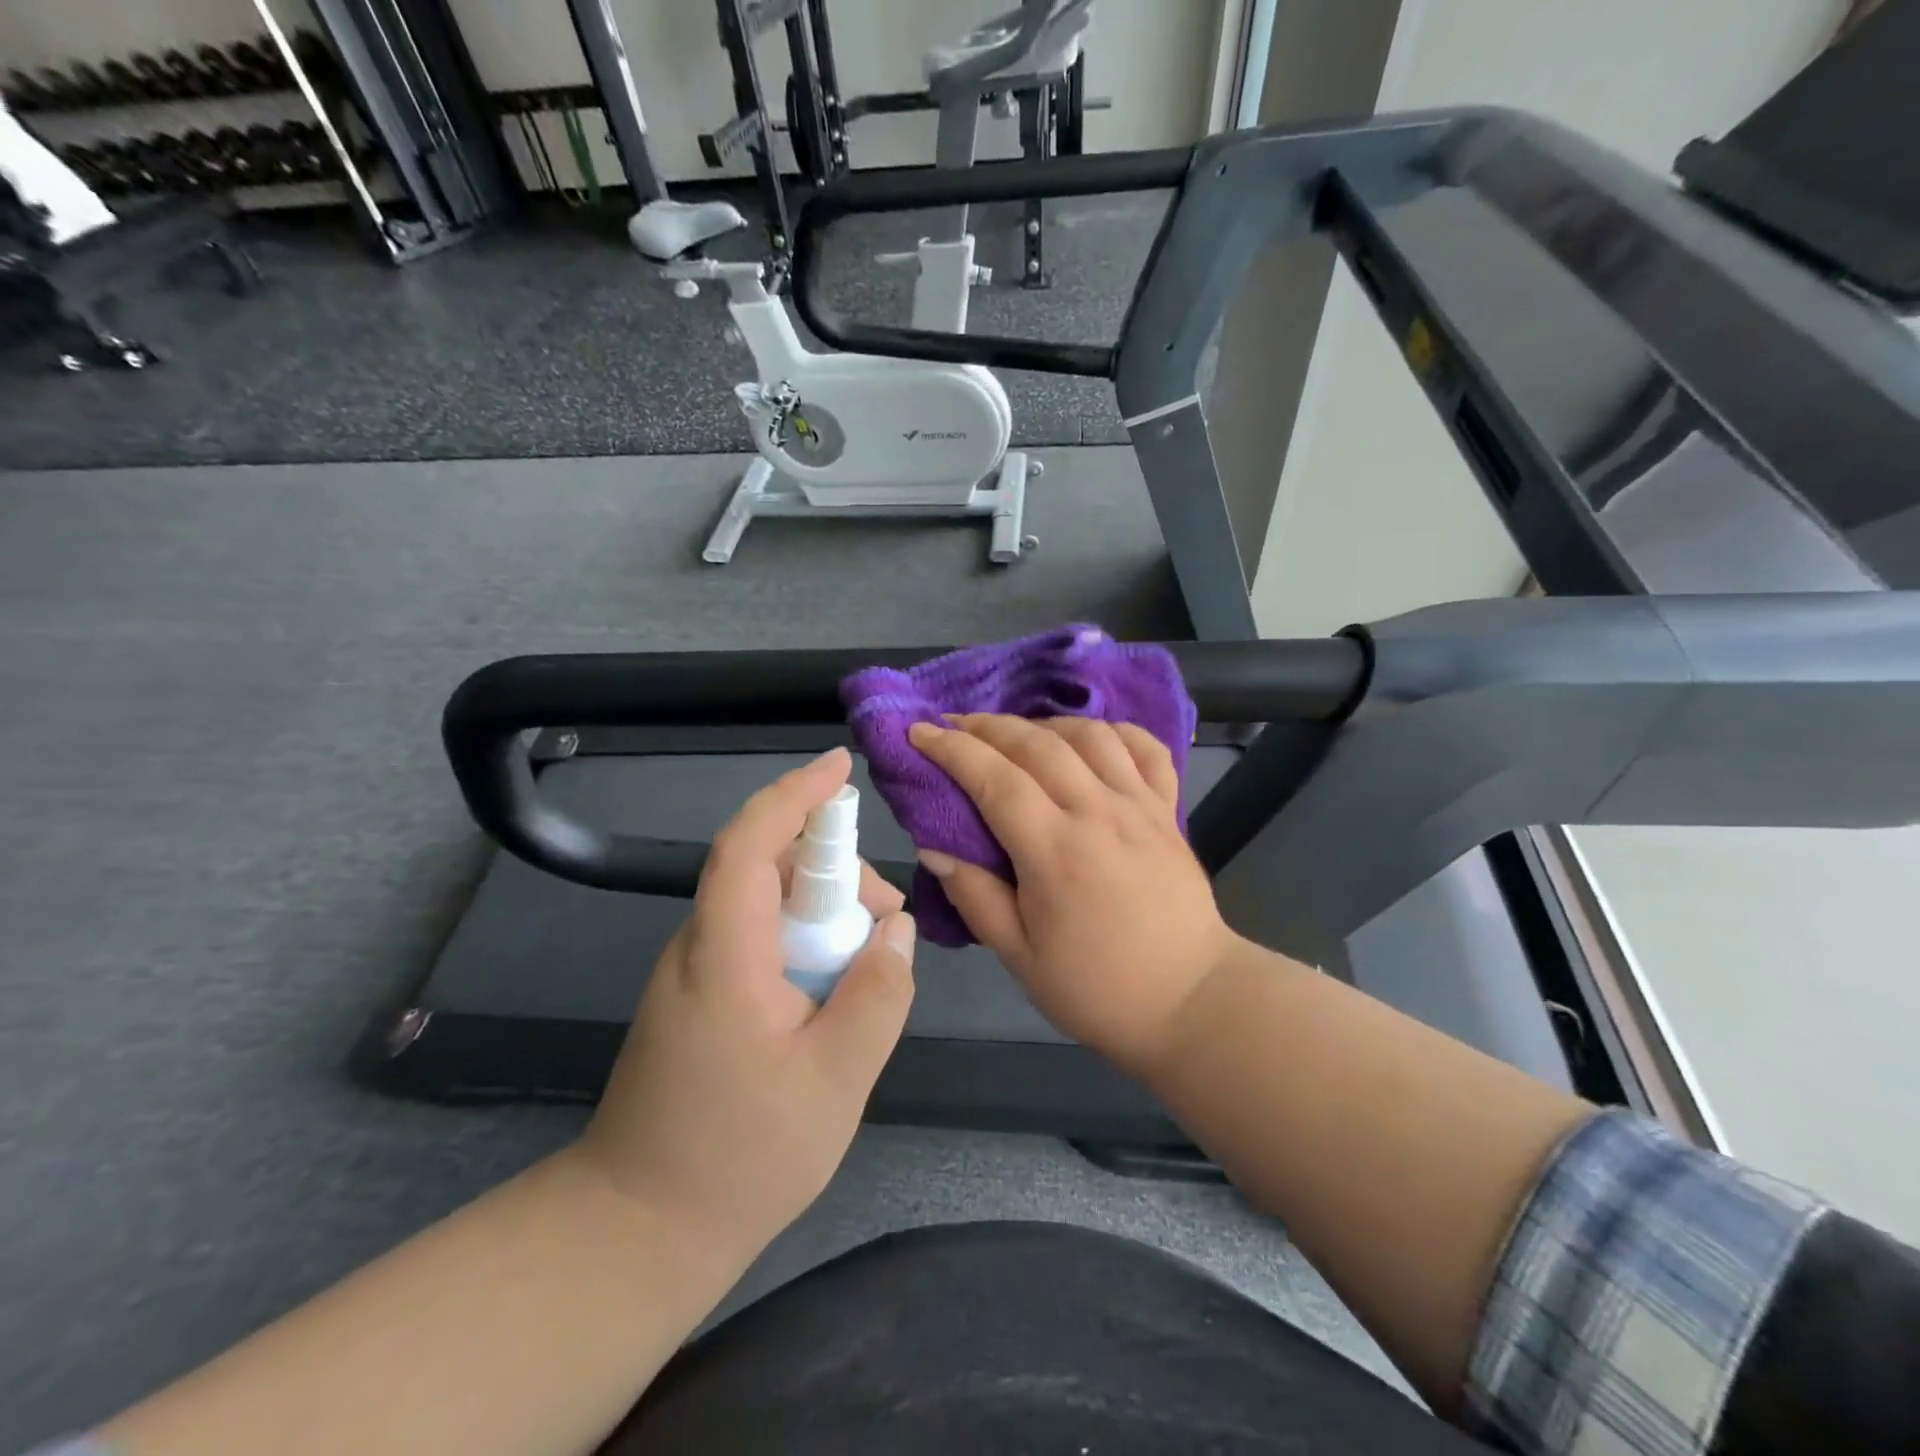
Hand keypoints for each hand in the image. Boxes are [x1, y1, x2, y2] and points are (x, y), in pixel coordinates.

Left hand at [576, 748, 915, 1260]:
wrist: (637, 1232)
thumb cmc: (740, 1157)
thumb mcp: (836, 1079)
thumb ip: (878, 995)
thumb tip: (897, 930)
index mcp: (724, 955)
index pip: (750, 845)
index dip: (793, 796)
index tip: (840, 768)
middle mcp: (698, 948)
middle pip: (766, 870)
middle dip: (835, 873)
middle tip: (888, 922)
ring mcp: (692, 974)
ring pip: (765, 906)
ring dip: (823, 913)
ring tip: (870, 963)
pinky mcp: (697, 999)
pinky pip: (758, 941)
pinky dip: (804, 943)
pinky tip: (834, 990)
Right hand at [908, 715, 1235, 1077]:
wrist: (1190, 1000)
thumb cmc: (1097, 988)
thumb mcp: (1020, 956)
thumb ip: (975, 896)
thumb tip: (932, 846)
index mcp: (1055, 850)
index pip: (995, 778)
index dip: (952, 749)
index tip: (919, 732)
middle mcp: (1098, 812)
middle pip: (1037, 743)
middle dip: (987, 725)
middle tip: (955, 725)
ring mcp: (1140, 806)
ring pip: (1089, 735)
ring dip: (1044, 723)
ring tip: (1017, 733)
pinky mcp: (1168, 811)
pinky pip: (1146, 749)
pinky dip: (1114, 731)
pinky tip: (1091, 739)